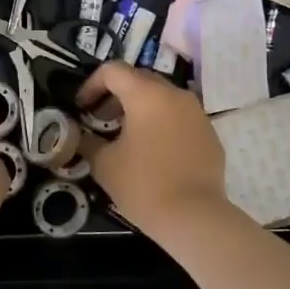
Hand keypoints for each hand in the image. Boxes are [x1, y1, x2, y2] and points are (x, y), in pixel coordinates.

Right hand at [77, 62, 229, 235]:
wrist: (194, 217)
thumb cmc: (143, 185)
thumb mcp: (104, 164)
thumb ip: (88, 142)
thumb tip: (80, 135)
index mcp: (146, 95)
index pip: (113, 71)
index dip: (91, 84)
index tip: (81, 107)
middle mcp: (175, 95)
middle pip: (140, 80)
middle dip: (116, 95)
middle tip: (101, 119)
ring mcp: (197, 113)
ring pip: (163, 98)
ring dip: (141, 109)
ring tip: (127, 136)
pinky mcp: (210, 134)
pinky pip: (180, 118)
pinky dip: (163, 124)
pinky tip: (154, 152)